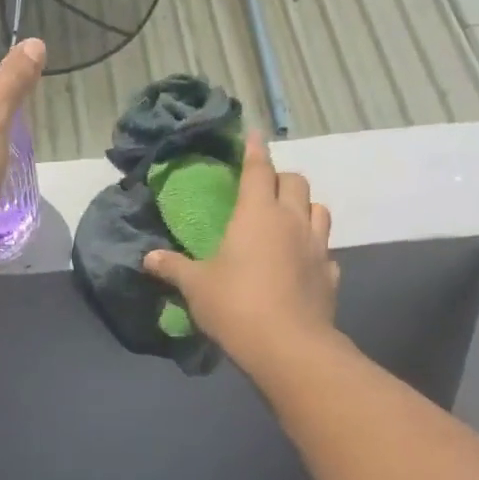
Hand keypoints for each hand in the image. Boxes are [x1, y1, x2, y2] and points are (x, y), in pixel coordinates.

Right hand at [143, 134, 339, 370]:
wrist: (287, 346)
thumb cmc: (235, 305)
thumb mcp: (195, 286)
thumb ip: (173, 267)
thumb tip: (148, 257)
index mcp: (257, 214)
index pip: (259, 170)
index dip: (255, 150)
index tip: (254, 134)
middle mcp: (291, 221)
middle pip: (295, 182)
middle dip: (281, 178)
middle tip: (265, 188)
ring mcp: (317, 247)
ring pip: (319, 210)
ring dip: (304, 207)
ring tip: (289, 219)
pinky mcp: (330, 274)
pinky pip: (325, 250)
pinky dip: (315, 249)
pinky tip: (302, 262)